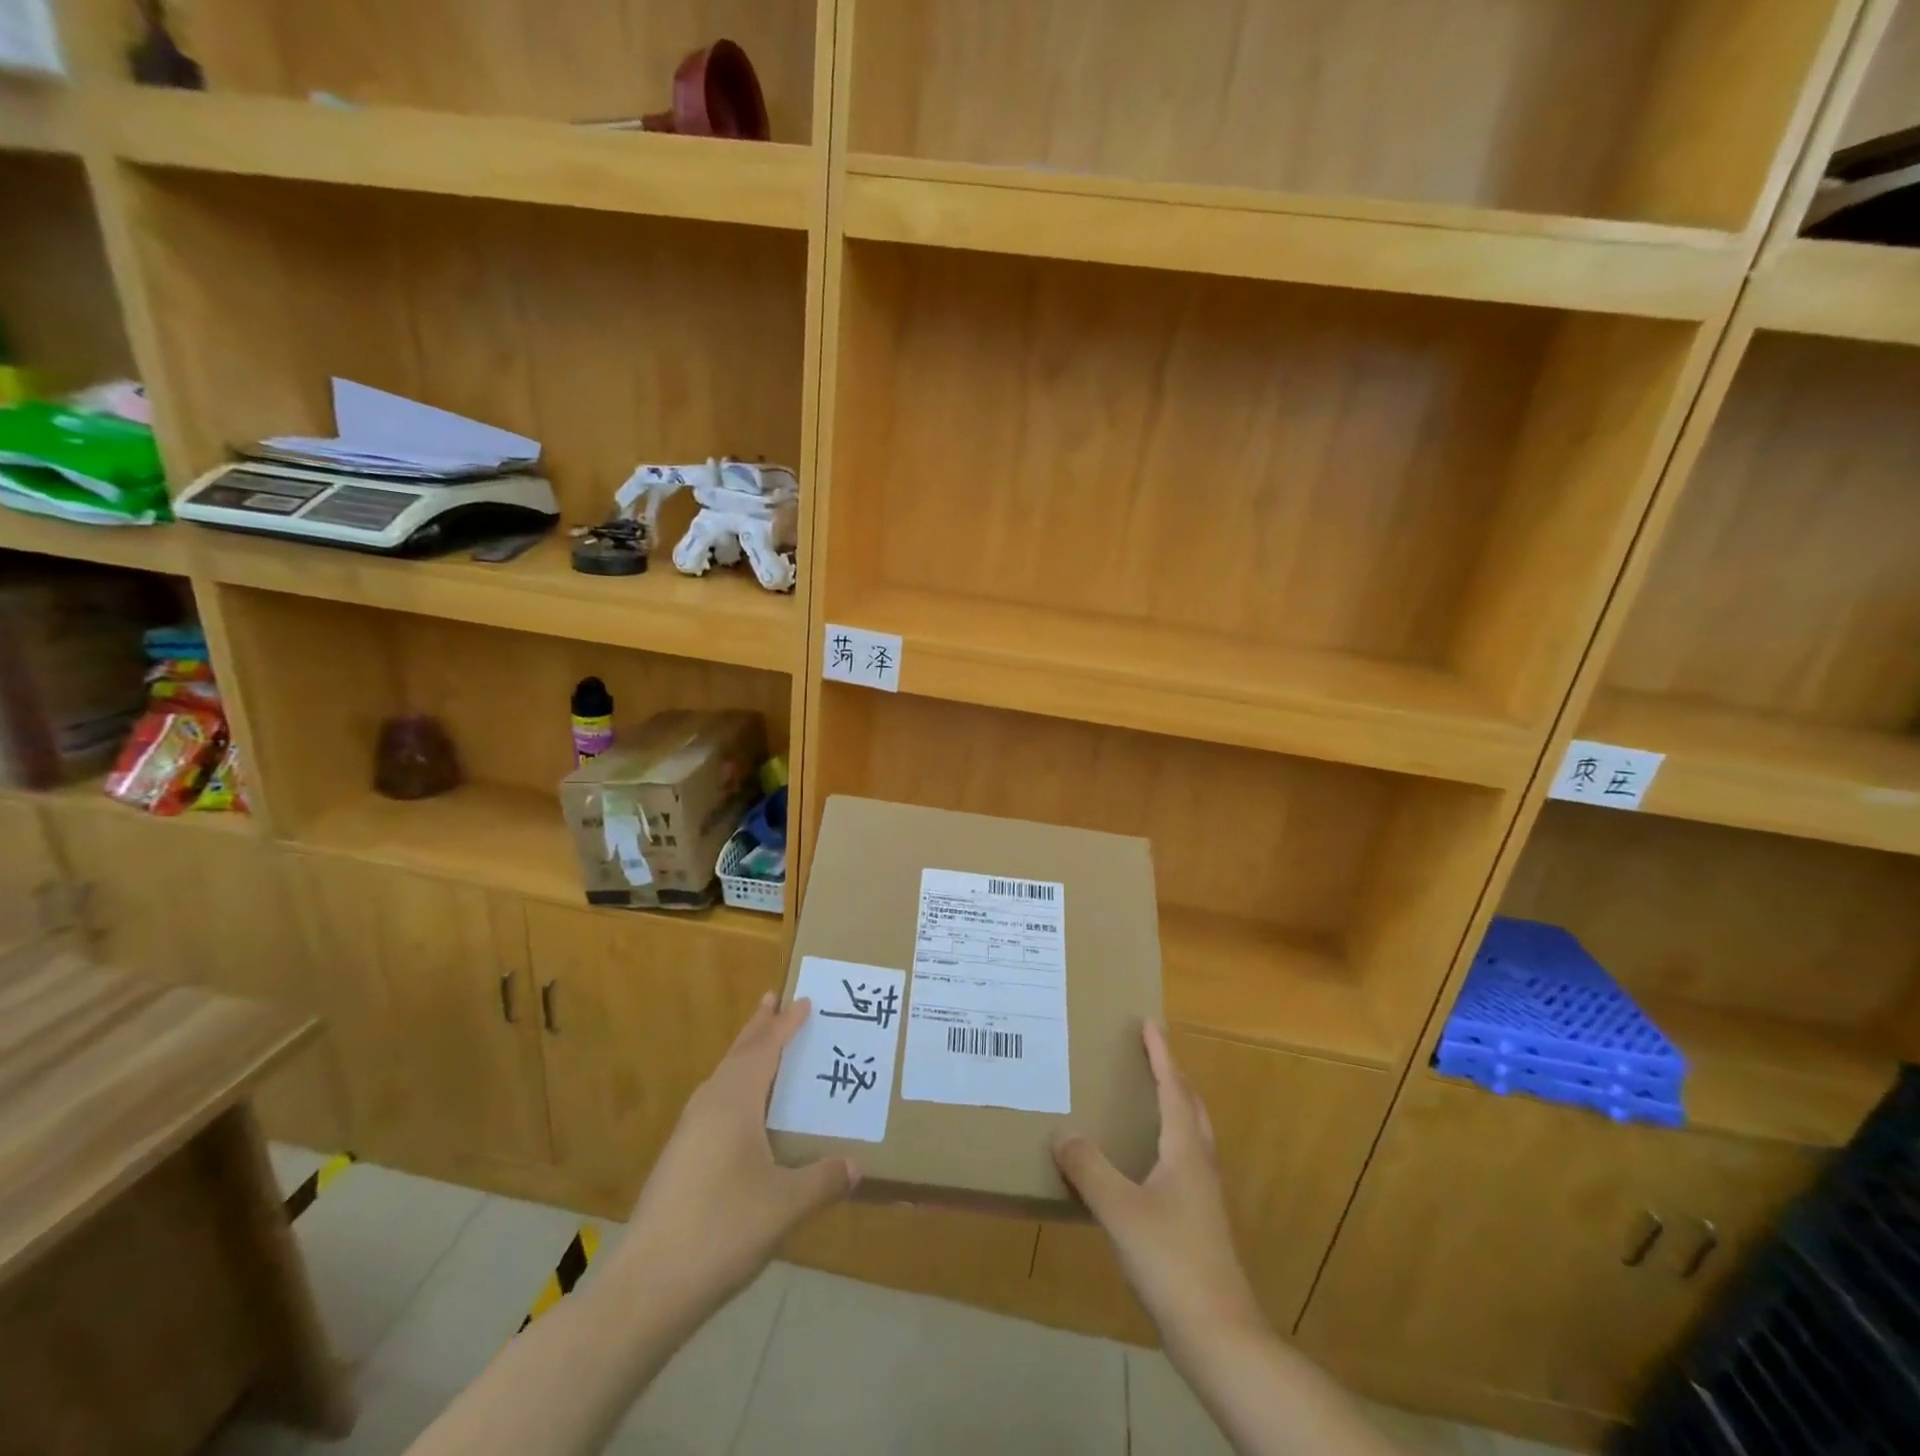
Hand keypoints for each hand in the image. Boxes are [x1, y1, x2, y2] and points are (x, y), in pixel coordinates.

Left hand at [618, 993, 856, 1324]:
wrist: (646, 1289)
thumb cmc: (722, 1230)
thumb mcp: (785, 1206)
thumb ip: (823, 1181)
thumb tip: (856, 1167)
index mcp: (734, 1103)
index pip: (765, 1050)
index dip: (785, 1025)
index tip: (803, 1001)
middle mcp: (708, 1107)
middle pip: (737, 1055)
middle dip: (757, 1028)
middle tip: (772, 1000)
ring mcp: (687, 1134)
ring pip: (720, 1080)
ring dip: (742, 1058)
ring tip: (760, 1049)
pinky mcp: (677, 1161)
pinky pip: (712, 1105)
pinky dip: (733, 1090)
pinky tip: (739, 1116)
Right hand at [1053, 1022, 1264, 1355]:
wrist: (1219, 1336)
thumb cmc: (1172, 1261)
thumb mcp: (1120, 1211)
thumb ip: (1090, 1170)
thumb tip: (1063, 1134)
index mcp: (1185, 1151)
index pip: (1173, 1089)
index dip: (1161, 1054)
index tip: (1149, 1023)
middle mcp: (1199, 1165)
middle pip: (1191, 1107)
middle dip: (1172, 1076)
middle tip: (1148, 1055)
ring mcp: (1203, 1196)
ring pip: (1191, 1136)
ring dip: (1173, 1108)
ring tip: (1145, 1099)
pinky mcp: (1199, 1223)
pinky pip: (1182, 1162)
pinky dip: (1166, 1142)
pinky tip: (1142, 1164)